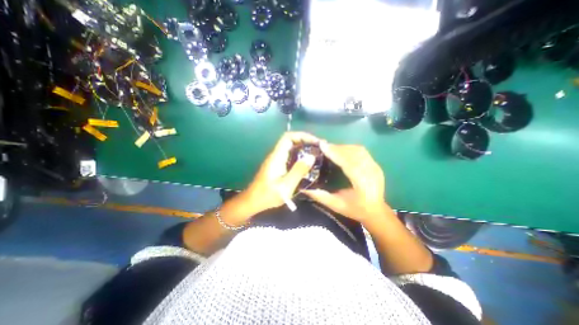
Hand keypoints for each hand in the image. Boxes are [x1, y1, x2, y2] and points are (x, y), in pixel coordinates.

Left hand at [231, 131, 317, 222]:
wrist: (252, 202)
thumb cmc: (267, 195)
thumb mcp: (286, 186)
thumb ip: (298, 171)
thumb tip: (311, 156)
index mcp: (277, 157)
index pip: (288, 137)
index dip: (302, 136)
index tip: (315, 142)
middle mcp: (275, 155)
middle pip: (290, 141)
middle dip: (305, 141)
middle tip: (319, 148)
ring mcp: (275, 161)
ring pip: (290, 148)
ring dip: (303, 149)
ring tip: (316, 155)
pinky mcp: (276, 166)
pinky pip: (289, 156)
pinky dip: (299, 156)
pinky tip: (306, 164)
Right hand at [303, 142, 388, 225]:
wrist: (377, 212)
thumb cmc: (356, 210)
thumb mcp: (336, 206)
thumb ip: (321, 196)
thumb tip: (304, 188)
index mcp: (363, 184)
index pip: (348, 164)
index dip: (335, 153)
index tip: (323, 146)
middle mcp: (371, 172)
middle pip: (354, 153)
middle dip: (337, 148)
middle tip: (323, 146)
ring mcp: (375, 167)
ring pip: (358, 150)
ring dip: (343, 147)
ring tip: (331, 148)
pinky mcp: (375, 164)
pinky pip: (362, 151)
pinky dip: (350, 148)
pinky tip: (341, 150)